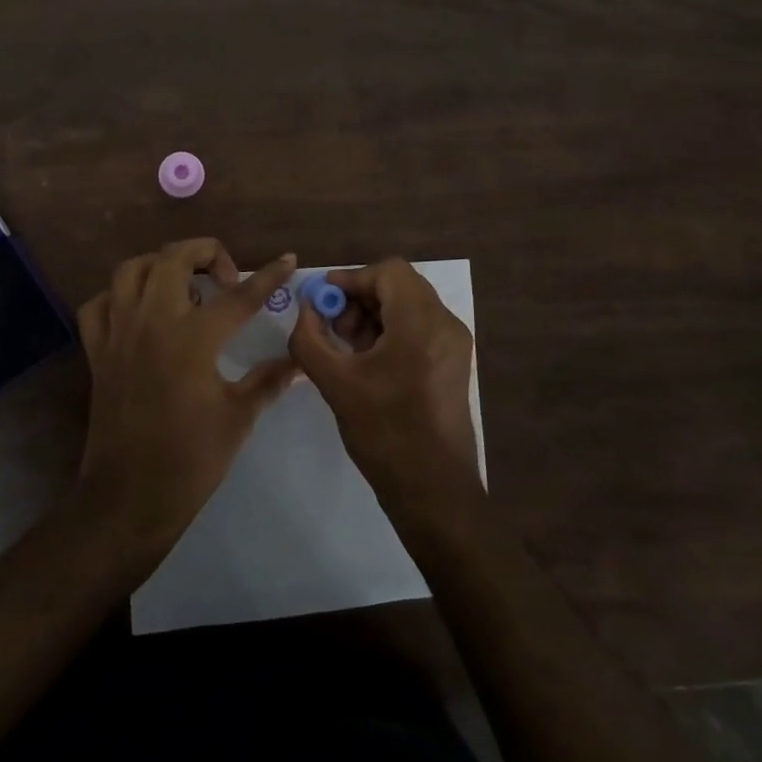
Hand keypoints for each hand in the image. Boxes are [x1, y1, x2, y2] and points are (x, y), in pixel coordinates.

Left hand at [74, 238, 298, 552]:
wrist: (129, 497)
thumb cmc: (190, 459)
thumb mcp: (238, 417)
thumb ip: (269, 380)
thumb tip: (300, 361)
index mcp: (193, 338)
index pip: (239, 296)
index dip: (268, 276)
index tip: (287, 259)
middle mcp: (152, 322)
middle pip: (174, 258)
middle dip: (205, 252)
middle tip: (226, 277)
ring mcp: (118, 332)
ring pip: (131, 270)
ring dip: (160, 264)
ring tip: (183, 283)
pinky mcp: (97, 350)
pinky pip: (99, 303)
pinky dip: (118, 296)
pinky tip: (139, 310)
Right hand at [288, 258, 479, 506]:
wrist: (434, 490)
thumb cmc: (384, 433)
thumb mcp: (335, 383)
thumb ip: (309, 338)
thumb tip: (306, 310)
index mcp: (421, 324)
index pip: (388, 271)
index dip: (351, 278)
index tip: (323, 300)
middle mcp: (445, 325)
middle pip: (400, 285)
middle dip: (361, 298)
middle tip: (333, 327)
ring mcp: (455, 344)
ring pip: (410, 305)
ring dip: (374, 314)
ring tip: (348, 348)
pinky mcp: (454, 363)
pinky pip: (420, 327)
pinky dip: (392, 331)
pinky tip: (368, 362)